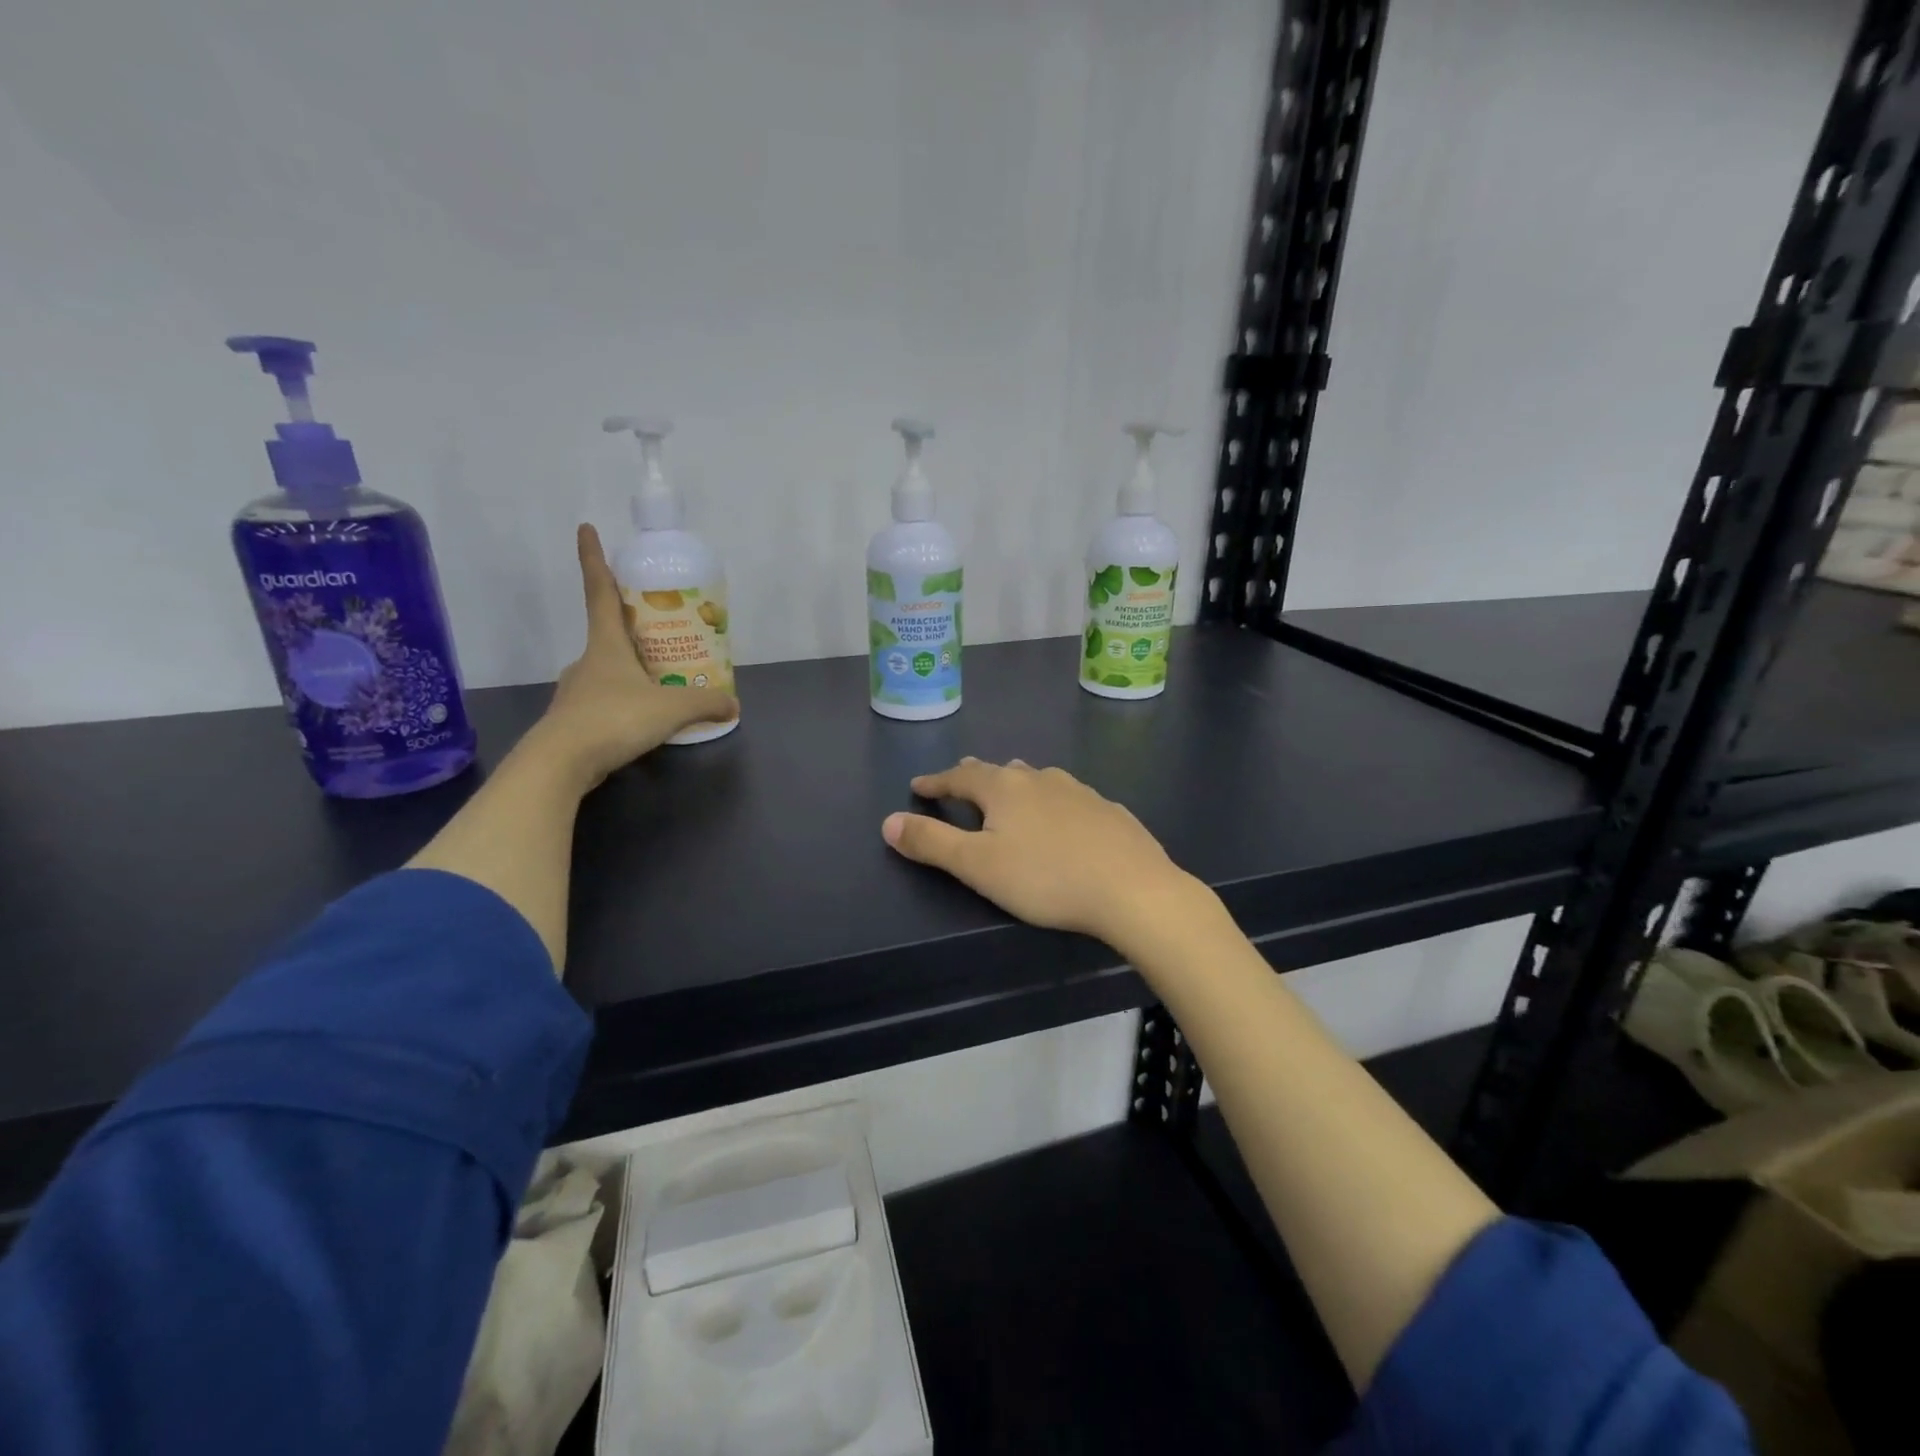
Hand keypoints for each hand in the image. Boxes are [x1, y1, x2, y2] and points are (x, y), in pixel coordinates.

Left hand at [526, 524, 737, 787]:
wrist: (560, 764)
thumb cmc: (614, 719)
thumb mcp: (671, 710)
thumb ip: (705, 704)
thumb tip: (733, 704)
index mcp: (606, 645)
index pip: (600, 592)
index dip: (593, 559)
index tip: (586, 528)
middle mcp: (588, 661)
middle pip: (608, 632)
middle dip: (631, 624)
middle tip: (660, 624)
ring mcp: (578, 691)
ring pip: (608, 670)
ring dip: (631, 668)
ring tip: (662, 678)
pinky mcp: (575, 720)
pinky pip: (606, 700)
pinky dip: (625, 701)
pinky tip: (644, 717)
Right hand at [882, 758, 1202, 949]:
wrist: (1133, 889)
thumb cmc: (1046, 878)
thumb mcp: (977, 866)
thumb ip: (931, 843)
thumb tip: (889, 821)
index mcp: (1004, 788)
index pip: (959, 777)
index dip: (935, 783)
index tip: (917, 786)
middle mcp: (1040, 779)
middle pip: (999, 771)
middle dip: (974, 777)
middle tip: (959, 782)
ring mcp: (1079, 791)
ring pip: (1036, 779)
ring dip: (1015, 784)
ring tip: (1008, 793)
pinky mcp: (1108, 810)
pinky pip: (1068, 798)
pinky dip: (1051, 802)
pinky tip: (1062, 818)